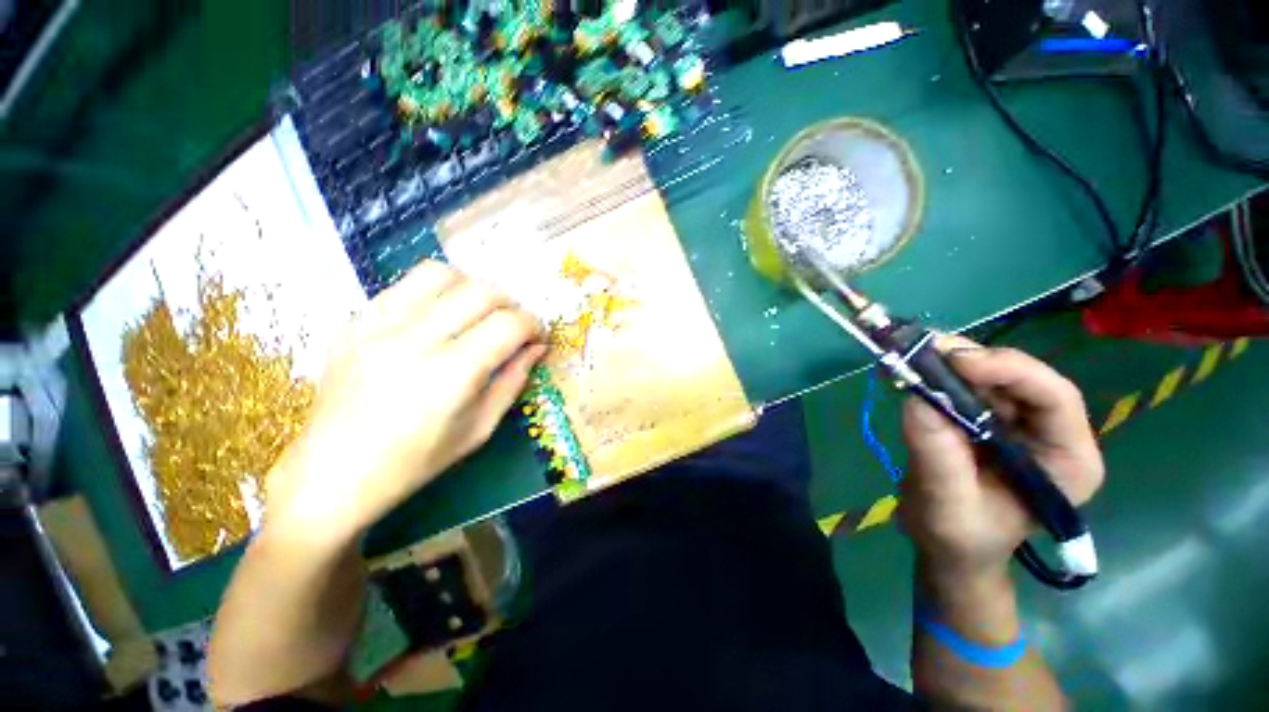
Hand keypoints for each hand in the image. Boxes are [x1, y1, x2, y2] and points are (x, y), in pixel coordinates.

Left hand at [265, 261, 544, 540]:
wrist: (333, 474)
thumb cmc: (415, 462)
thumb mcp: (479, 429)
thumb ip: (514, 381)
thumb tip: (537, 348)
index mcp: (450, 376)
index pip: (508, 325)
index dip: (533, 326)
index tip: (536, 337)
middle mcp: (414, 341)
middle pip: (481, 292)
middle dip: (510, 305)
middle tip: (512, 326)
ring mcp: (377, 327)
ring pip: (441, 274)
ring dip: (473, 288)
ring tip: (476, 312)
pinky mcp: (354, 323)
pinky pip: (404, 285)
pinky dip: (435, 291)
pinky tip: (439, 315)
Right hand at [899, 336, 1103, 582]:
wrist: (948, 547)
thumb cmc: (958, 538)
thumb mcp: (947, 504)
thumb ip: (938, 454)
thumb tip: (917, 398)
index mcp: (1067, 461)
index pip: (1055, 397)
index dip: (1010, 371)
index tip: (956, 362)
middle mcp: (1050, 432)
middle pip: (1021, 377)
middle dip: (972, 361)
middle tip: (921, 352)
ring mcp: (1017, 422)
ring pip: (991, 374)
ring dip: (949, 363)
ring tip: (910, 359)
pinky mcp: (985, 417)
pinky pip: (965, 384)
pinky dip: (937, 373)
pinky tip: (911, 370)